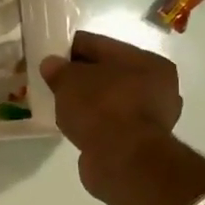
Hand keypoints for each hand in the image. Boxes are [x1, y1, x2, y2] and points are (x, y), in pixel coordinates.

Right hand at [39, 31, 182, 204]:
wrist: (122, 161)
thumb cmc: (100, 108)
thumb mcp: (69, 80)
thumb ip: (58, 69)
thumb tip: (52, 65)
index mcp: (146, 60)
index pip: (98, 44)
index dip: (68, 48)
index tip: (47, 57)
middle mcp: (157, 84)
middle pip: (108, 71)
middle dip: (80, 76)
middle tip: (53, 82)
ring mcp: (153, 115)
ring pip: (111, 98)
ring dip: (88, 100)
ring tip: (62, 105)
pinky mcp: (143, 141)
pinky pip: (112, 122)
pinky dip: (95, 121)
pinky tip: (76, 125)